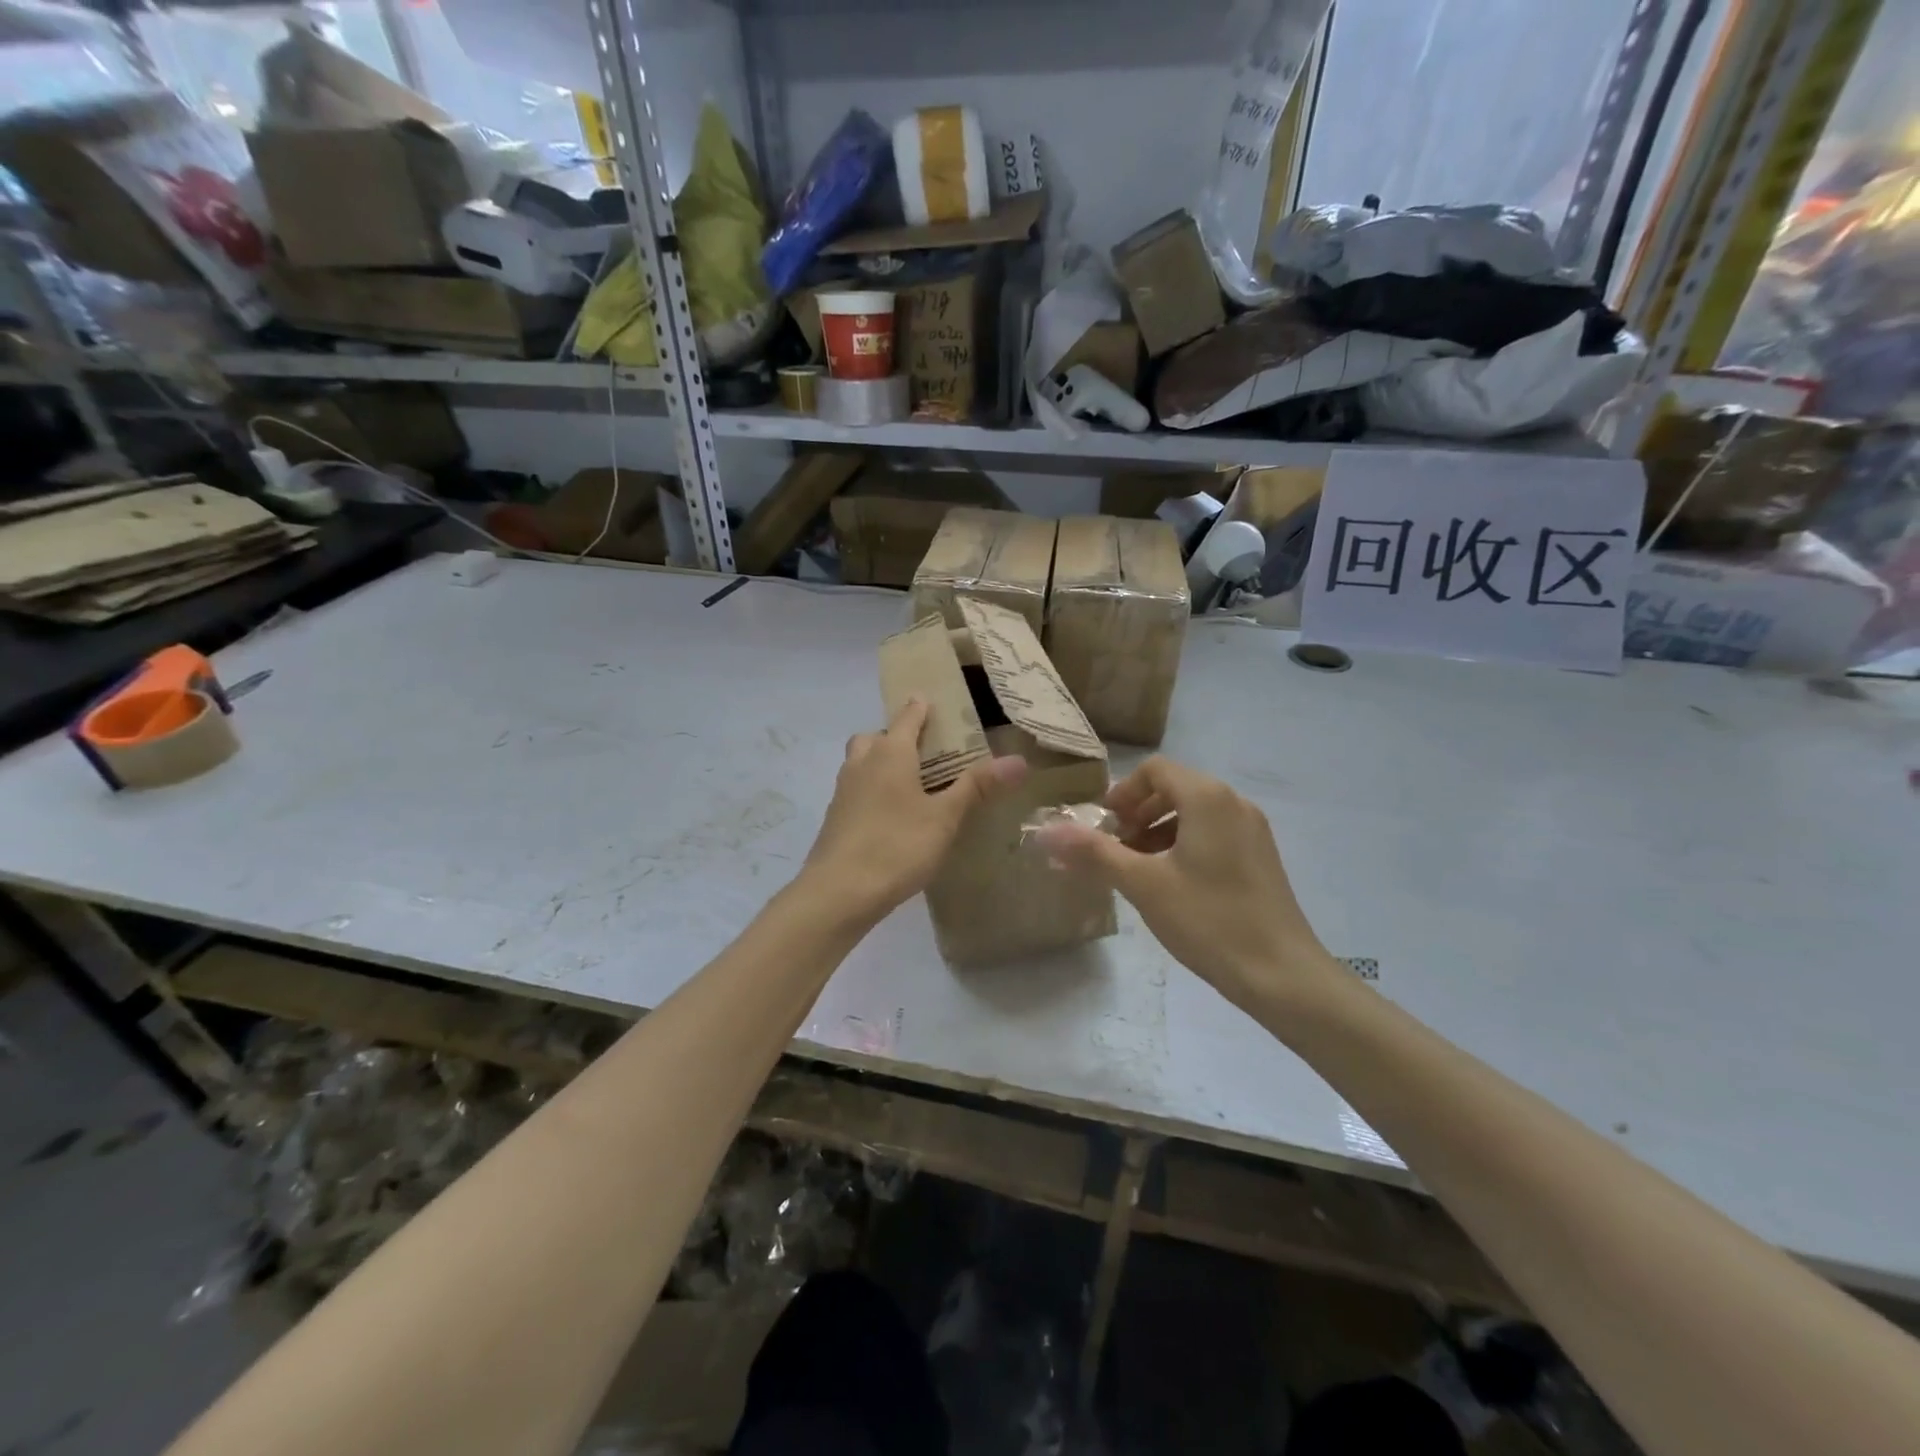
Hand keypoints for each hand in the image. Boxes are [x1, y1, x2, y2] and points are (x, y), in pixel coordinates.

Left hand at [802, 700, 1026, 923]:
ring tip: (909, 783)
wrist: (838, 891)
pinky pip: (855, 789)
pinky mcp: (835, 817)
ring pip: (861, 762)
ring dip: (879, 762)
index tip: (930, 699)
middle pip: (876, 737)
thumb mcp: (945, 817)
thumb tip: (1018, 760)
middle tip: (922, 751)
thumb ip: (977, 787)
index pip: (907, 717)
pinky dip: (871, 789)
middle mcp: (862, 763)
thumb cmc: (897, 846)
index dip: (920, 707)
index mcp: (890, 753)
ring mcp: (843, 790)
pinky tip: (890, 815)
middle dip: (895, 736)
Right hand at [1035, 757, 1336, 1012]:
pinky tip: (1171, 884)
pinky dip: (1183, 845)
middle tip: (1115, 849)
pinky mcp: (1261, 857)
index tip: (1102, 827)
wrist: (1282, 975)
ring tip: (1137, 870)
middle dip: (1137, 813)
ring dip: (1158, 830)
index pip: (1155, 770)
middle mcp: (1234, 803)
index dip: (1122, 793)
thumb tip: (1046, 833)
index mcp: (1208, 798)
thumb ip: (1094, 853)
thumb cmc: (1208, 920)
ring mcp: (1253, 830)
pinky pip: (1213, 833)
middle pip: (1174, 789)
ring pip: (1193, 813)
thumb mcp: (1143, 884)